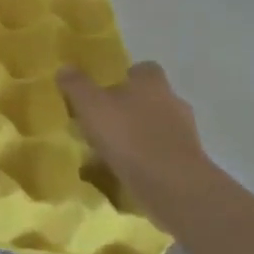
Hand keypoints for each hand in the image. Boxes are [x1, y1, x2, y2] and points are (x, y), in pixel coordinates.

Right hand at [59, 61, 215, 219]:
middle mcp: (173, 102)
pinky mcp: (187, 163)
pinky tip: (125, 172)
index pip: (142, 69)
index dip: (125, 77)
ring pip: (156, 128)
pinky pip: (161, 155)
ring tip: (110, 151)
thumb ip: (77, 85)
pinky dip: (146, 160)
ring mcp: (184, 134)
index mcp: (152, 83)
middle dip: (130, 108)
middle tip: (103, 122)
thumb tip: (65, 68)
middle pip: (150, 99)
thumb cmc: (129, 136)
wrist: (172, 185)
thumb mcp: (91, 106)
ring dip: (137, 136)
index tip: (106, 90)